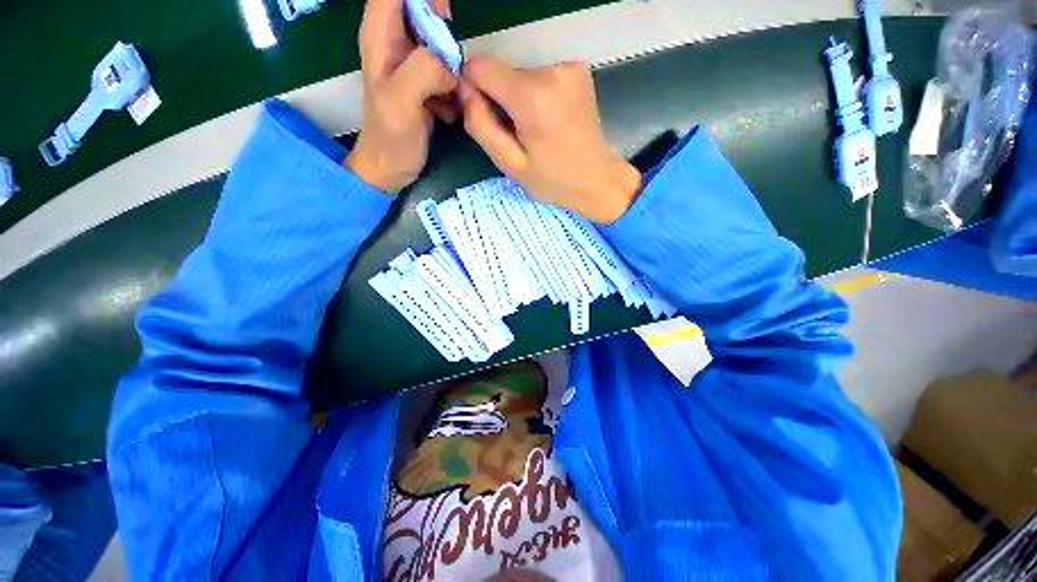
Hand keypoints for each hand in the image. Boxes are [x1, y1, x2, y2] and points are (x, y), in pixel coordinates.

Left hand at [346, 0, 457, 193]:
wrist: (391, 168)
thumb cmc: (390, 138)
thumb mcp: (401, 103)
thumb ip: (423, 71)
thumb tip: (450, 67)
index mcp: (380, 35)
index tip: (444, 20)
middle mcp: (395, 41)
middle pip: (422, 9)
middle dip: (444, 32)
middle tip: (451, 68)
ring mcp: (412, 62)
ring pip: (440, 40)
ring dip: (453, 64)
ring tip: (449, 97)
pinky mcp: (425, 82)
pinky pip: (447, 69)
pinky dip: (455, 84)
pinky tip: (448, 109)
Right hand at [459, 56, 641, 223]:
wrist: (598, 179)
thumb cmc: (553, 181)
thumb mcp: (510, 165)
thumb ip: (481, 126)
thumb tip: (466, 91)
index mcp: (532, 97)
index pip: (480, 66)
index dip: (473, 87)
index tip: (484, 115)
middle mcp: (550, 71)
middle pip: (503, 73)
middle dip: (501, 100)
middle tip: (517, 135)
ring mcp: (568, 67)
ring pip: (521, 75)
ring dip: (520, 100)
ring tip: (536, 132)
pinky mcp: (578, 70)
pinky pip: (541, 77)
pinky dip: (538, 96)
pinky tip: (550, 121)